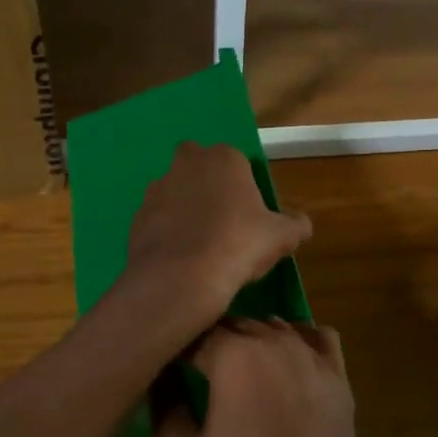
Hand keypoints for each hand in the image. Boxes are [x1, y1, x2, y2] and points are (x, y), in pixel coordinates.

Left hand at [124, 143, 310, 335]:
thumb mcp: (282, 238)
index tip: (249, 213)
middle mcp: (186, 163)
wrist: (181, 278)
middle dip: (207, 185)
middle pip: (198, 167)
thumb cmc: (238, 246)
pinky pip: (157, 218)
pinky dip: (166, 231)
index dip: (243, 186)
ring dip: (184, 208)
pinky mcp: (136, 215)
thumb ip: (295, 225)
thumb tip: (301, 224)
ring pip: (174, 191)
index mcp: (224, 158)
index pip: (237, 162)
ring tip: (199, 243)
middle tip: (222, 220)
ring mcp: (157, 188)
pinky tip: (179, 256)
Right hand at [154, 319, 392, 436]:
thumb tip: (158, 375)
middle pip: (233, 325)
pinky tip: (284, 367)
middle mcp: (276, 341)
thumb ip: (162, 405)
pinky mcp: (339, 376)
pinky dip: (296, 341)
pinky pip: (316, 336)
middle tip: (196, 376)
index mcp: (235, 356)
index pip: (193, 333)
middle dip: (211, 344)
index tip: (166, 370)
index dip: (175, 350)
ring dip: (251, 343)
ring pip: (272, 327)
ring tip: (237, 377)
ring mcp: (314, 356)